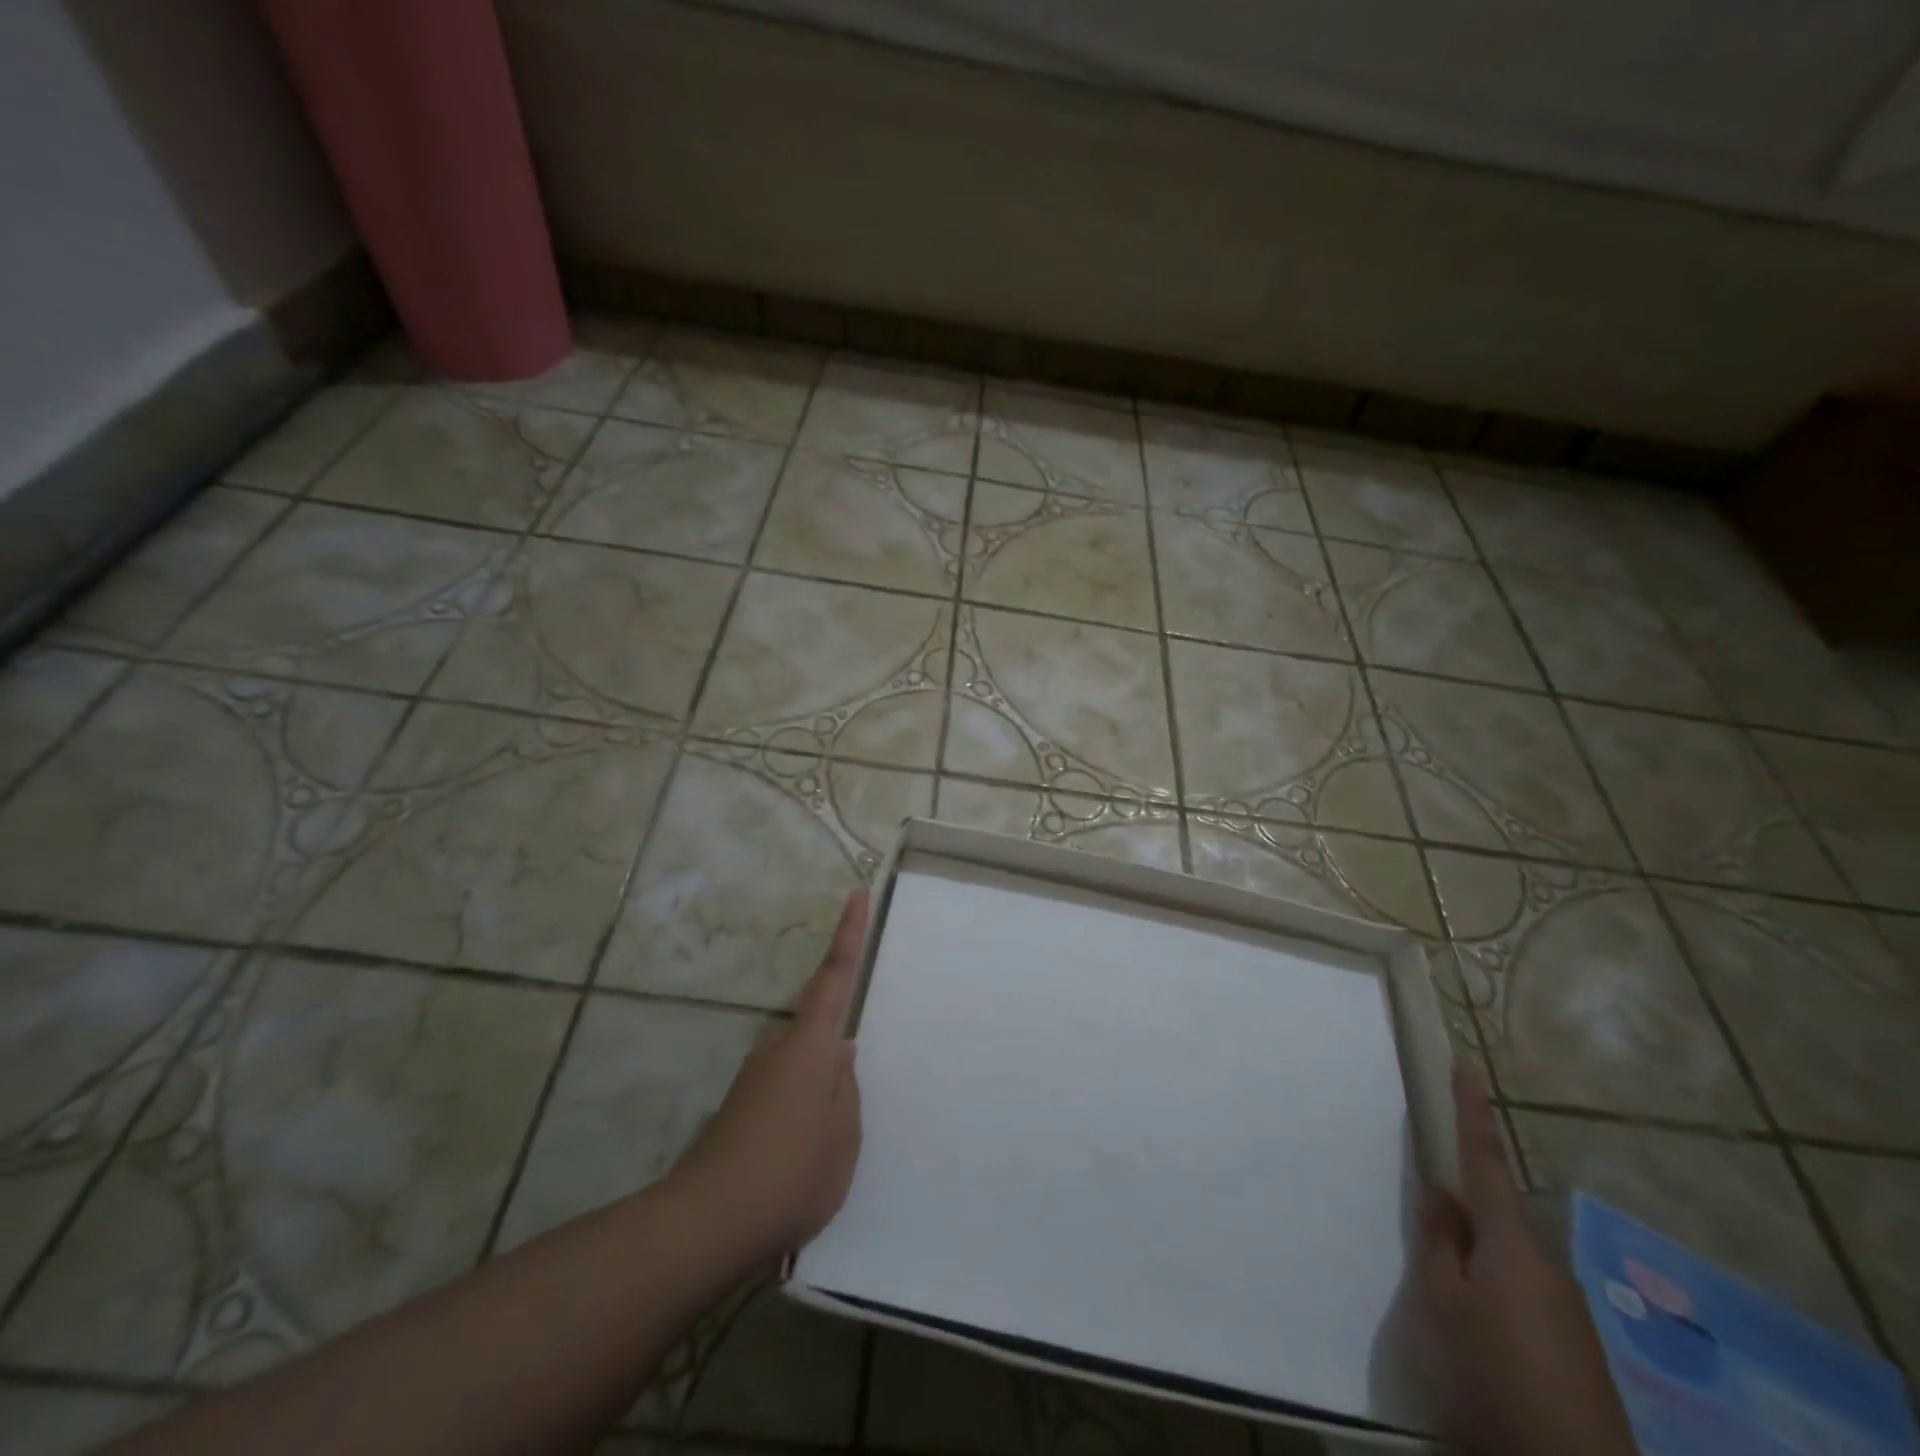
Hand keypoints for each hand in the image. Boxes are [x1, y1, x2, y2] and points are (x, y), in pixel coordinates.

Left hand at [672, 890, 866, 1261]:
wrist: (708, 1222)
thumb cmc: (792, 1170)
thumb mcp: (843, 1134)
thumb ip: (846, 1088)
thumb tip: (839, 1057)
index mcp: (812, 1045)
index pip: (835, 975)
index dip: (849, 933)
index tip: (855, 893)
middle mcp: (778, 1049)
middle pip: (817, 1024)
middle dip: (837, 1043)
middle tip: (852, 1092)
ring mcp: (755, 1079)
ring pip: (802, 1064)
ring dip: (820, 1088)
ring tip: (830, 1143)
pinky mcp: (740, 1109)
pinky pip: (785, 1091)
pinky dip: (802, 1109)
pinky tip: (804, 1155)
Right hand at [1419, 1071, 1637, 1455]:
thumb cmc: (1493, 1374)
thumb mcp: (1442, 1304)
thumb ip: (1438, 1243)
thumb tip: (1440, 1195)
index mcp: (1510, 1243)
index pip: (1484, 1159)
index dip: (1472, 1111)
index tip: (1468, 1067)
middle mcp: (1544, 1264)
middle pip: (1494, 1216)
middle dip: (1462, 1211)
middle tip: (1427, 1229)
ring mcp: (1565, 1308)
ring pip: (1505, 1260)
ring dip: (1475, 1261)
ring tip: (1445, 1298)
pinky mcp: (1573, 1346)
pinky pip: (1520, 1295)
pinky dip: (1492, 1294)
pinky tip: (1477, 1336)